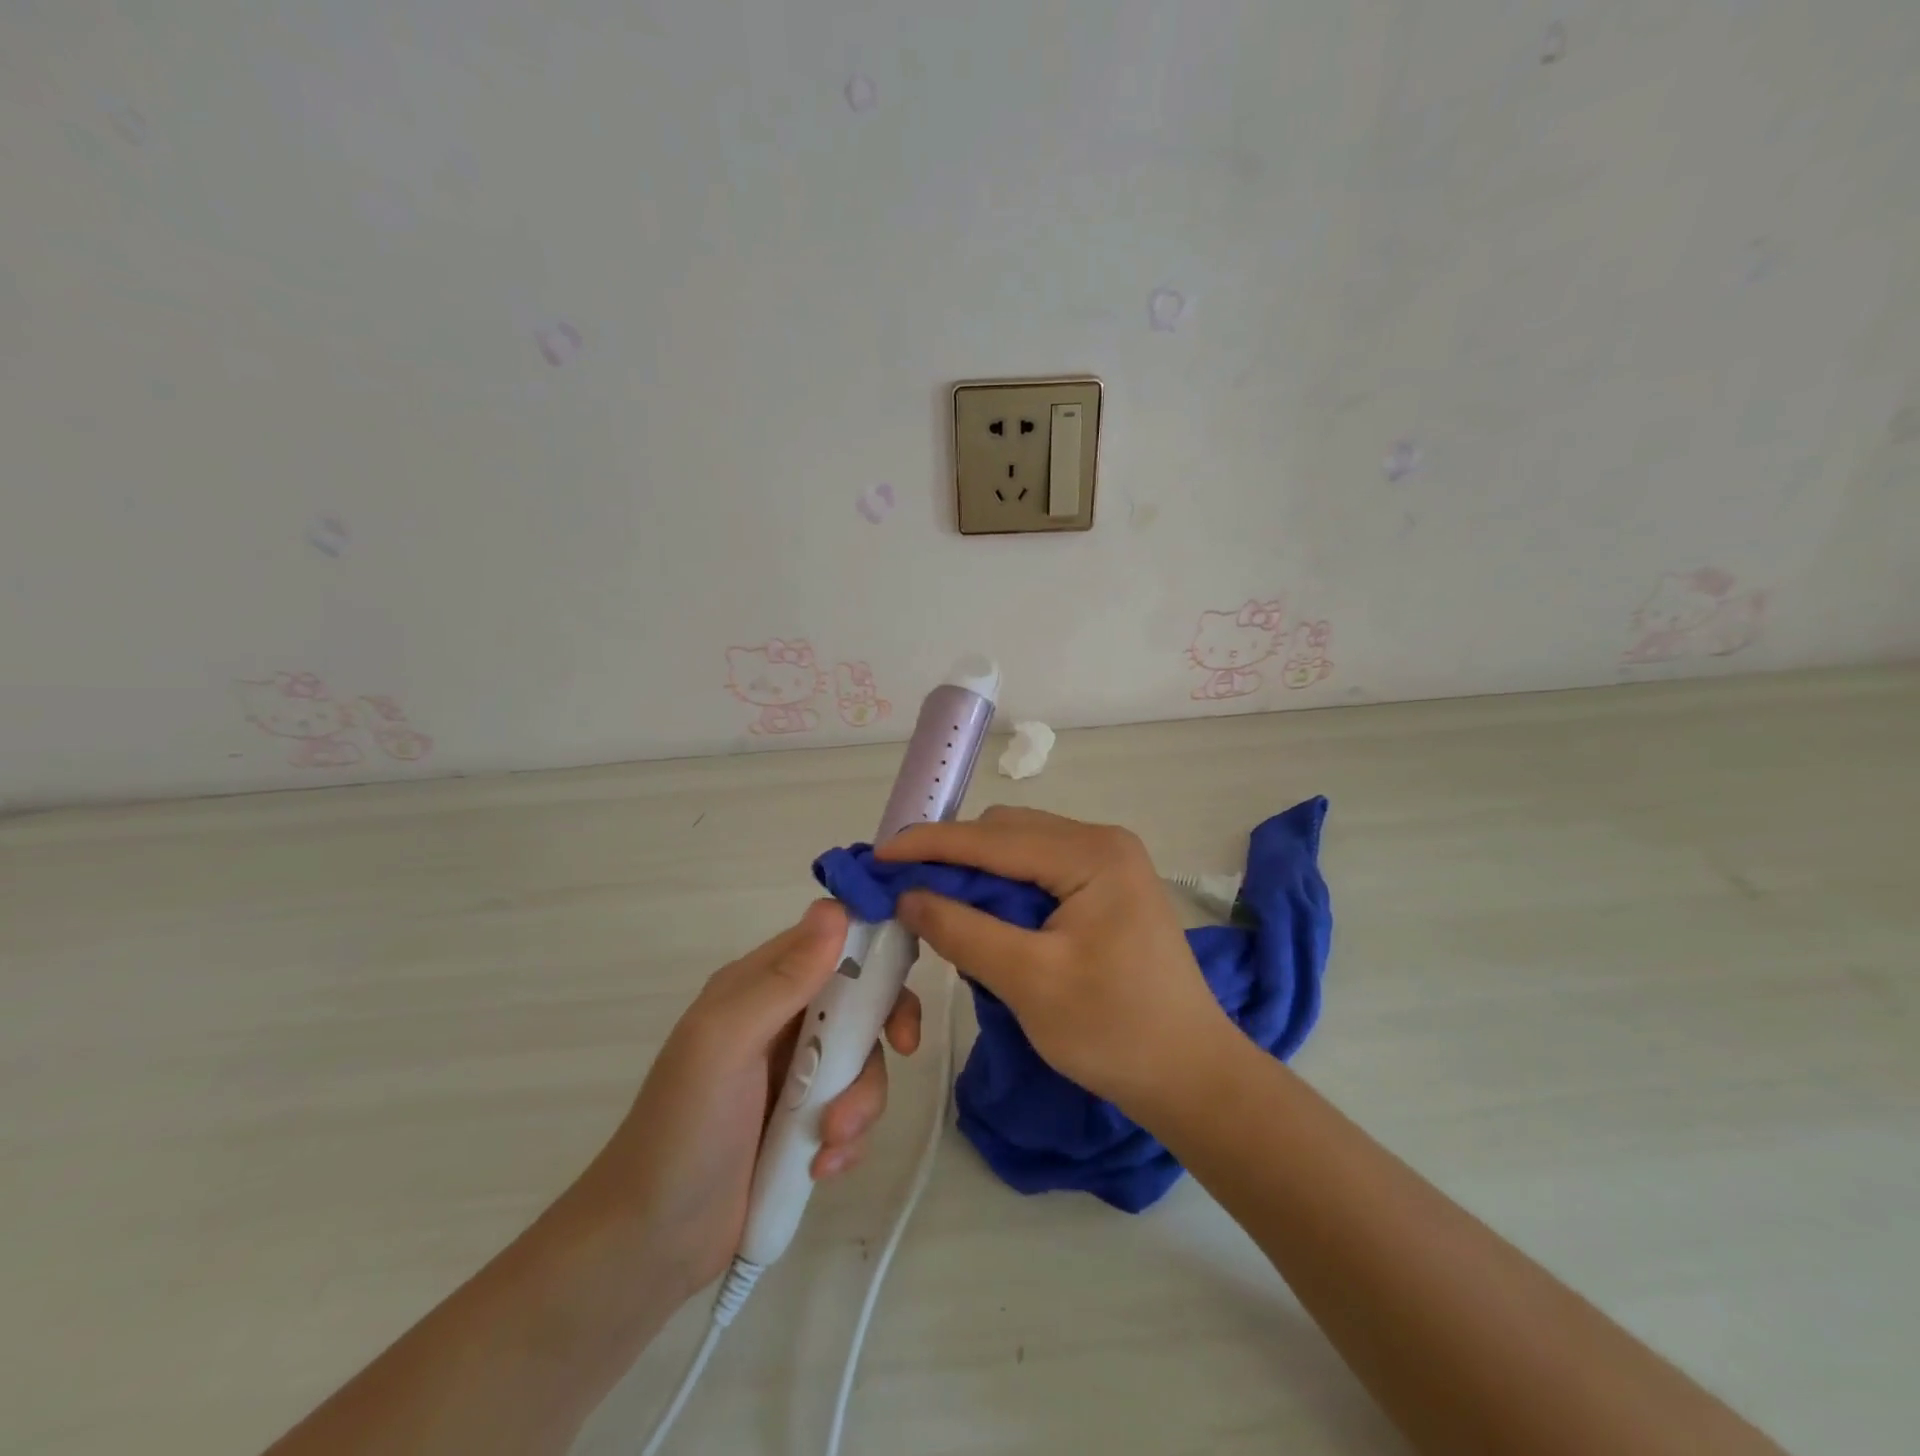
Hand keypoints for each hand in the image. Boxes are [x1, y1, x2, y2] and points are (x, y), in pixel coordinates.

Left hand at [574, 900, 919, 1301]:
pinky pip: (855, 1110)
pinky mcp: (808, 1122)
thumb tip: (834, 909)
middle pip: (862, 998)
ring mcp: (798, 1072)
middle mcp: (783, 1019)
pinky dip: (849, 1138)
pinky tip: (823, 1167)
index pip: (830, 940)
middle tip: (903, 1047)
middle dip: (884, 1025)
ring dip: (861, 1100)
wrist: (650, 1244)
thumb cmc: (683, 1128)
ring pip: (864, 1059)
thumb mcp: (726, 1043)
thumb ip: (782, 980)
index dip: (872, 945)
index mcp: (760, 985)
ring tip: (830, 1141)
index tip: (902, 972)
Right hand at [880, 806, 1229, 1116]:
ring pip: (1020, 851)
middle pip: (1006, 834)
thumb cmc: (1114, 1030)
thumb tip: (906, 896)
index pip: (993, 838)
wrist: (1190, 1075)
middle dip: (951, 857)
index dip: (929, 844)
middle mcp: (1101, 843)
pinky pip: (1038, 873)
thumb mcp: (1028, 981)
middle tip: (903, 889)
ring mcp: (1108, 863)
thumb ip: (962, 930)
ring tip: (934, 904)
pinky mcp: (1105, 889)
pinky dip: (1002, 890)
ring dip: (975, 874)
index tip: (877, 857)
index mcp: (1092, 853)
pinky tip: (980, 916)